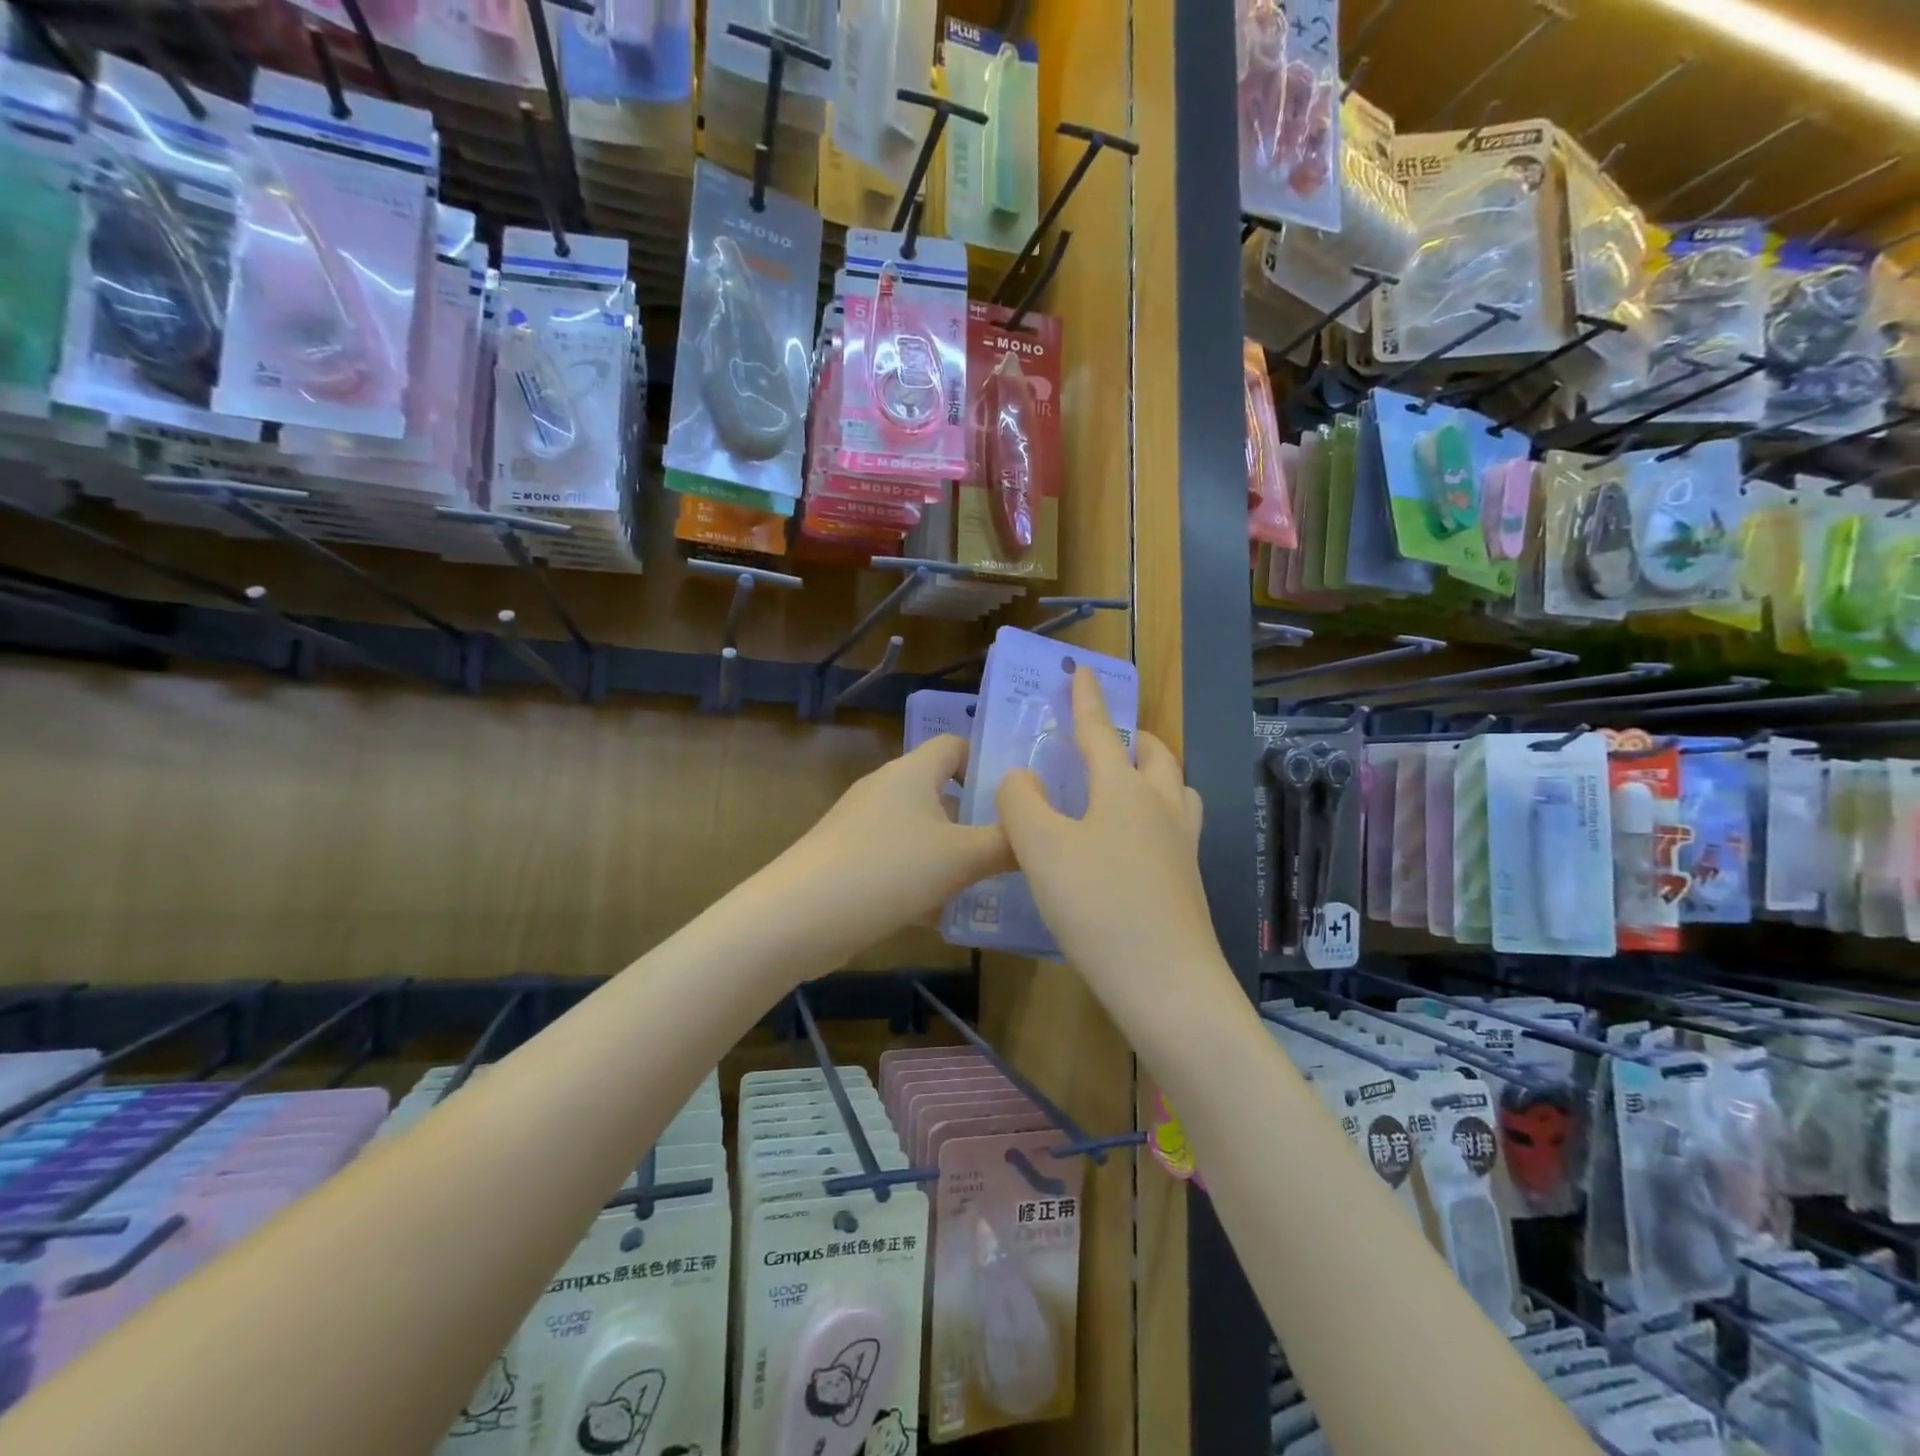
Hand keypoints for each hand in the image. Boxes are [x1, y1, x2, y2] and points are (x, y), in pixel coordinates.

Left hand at [773, 735, 1012, 958]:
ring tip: (986, 885)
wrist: (798, 917)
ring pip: (921, 832)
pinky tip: (939, 914)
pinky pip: (898, 861)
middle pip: (941, 792)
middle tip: (1013, 847)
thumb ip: (1006, 844)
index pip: (956, 746)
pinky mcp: (849, 859)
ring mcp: (863, 825)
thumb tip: (1037, 831)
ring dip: (950, 855)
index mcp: (912, 773)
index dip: (987, 763)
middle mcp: (886, 789)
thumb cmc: (887, 871)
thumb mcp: (960, 858)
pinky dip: (921, 879)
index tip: (1018, 799)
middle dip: (975, 820)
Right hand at [995, 669, 1220, 1025]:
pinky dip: (1155, 817)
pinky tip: (1130, 847)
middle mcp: (1161, 807)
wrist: (1167, 984)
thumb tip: (1022, 779)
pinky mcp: (1187, 883)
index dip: (1086, 700)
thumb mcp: (1042, 848)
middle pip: (1155, 755)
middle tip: (1106, 739)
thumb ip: (1021, 803)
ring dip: (1154, 775)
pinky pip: (1176, 829)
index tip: (1082, 670)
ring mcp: (1182, 846)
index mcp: (1124, 789)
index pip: (1099, 731)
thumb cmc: (1099, 906)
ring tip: (1125, 788)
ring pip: (1176, 791)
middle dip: (1131, 737)